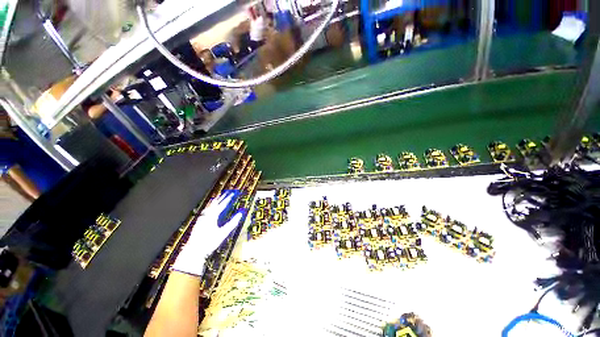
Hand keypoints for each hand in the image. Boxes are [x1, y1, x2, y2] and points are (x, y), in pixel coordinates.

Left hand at [172, 190, 246, 275]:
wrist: (193, 251)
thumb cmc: (209, 242)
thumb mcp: (223, 233)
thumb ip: (233, 222)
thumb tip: (240, 213)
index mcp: (212, 216)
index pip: (223, 204)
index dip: (229, 198)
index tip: (234, 192)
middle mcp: (206, 215)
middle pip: (216, 203)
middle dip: (223, 196)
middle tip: (229, 191)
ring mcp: (202, 218)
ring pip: (210, 206)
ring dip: (216, 200)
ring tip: (220, 196)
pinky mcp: (199, 222)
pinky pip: (207, 210)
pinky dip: (211, 206)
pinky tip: (211, 208)